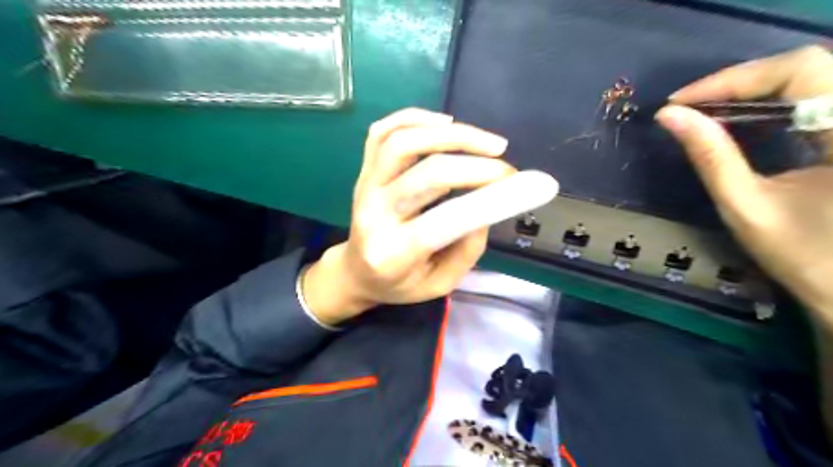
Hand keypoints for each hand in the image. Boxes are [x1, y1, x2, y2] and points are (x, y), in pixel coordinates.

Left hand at [299, 107, 515, 327]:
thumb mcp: (440, 285)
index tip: (524, 185)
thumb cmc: (399, 284)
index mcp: (393, 253)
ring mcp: (364, 186)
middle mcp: (373, 213)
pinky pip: (382, 131)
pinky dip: (415, 118)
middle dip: (477, 165)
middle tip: (508, 169)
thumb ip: (466, 250)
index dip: (489, 198)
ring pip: (403, 142)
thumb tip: (489, 206)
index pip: (445, 220)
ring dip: (452, 134)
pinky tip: (445, 122)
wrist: (356, 272)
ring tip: (488, 143)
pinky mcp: (362, 169)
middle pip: (428, 174)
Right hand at [658, 46, 831, 325]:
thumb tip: (668, 116)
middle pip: (807, 66)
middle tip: (688, 106)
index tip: (680, 102)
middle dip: (739, 82)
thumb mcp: (745, 204)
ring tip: (705, 111)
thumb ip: (709, 155)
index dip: (733, 79)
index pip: (799, 71)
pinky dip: (772, 103)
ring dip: (753, 90)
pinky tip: (741, 119)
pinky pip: (816, 97)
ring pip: (812, 77)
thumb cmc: (802, 254)